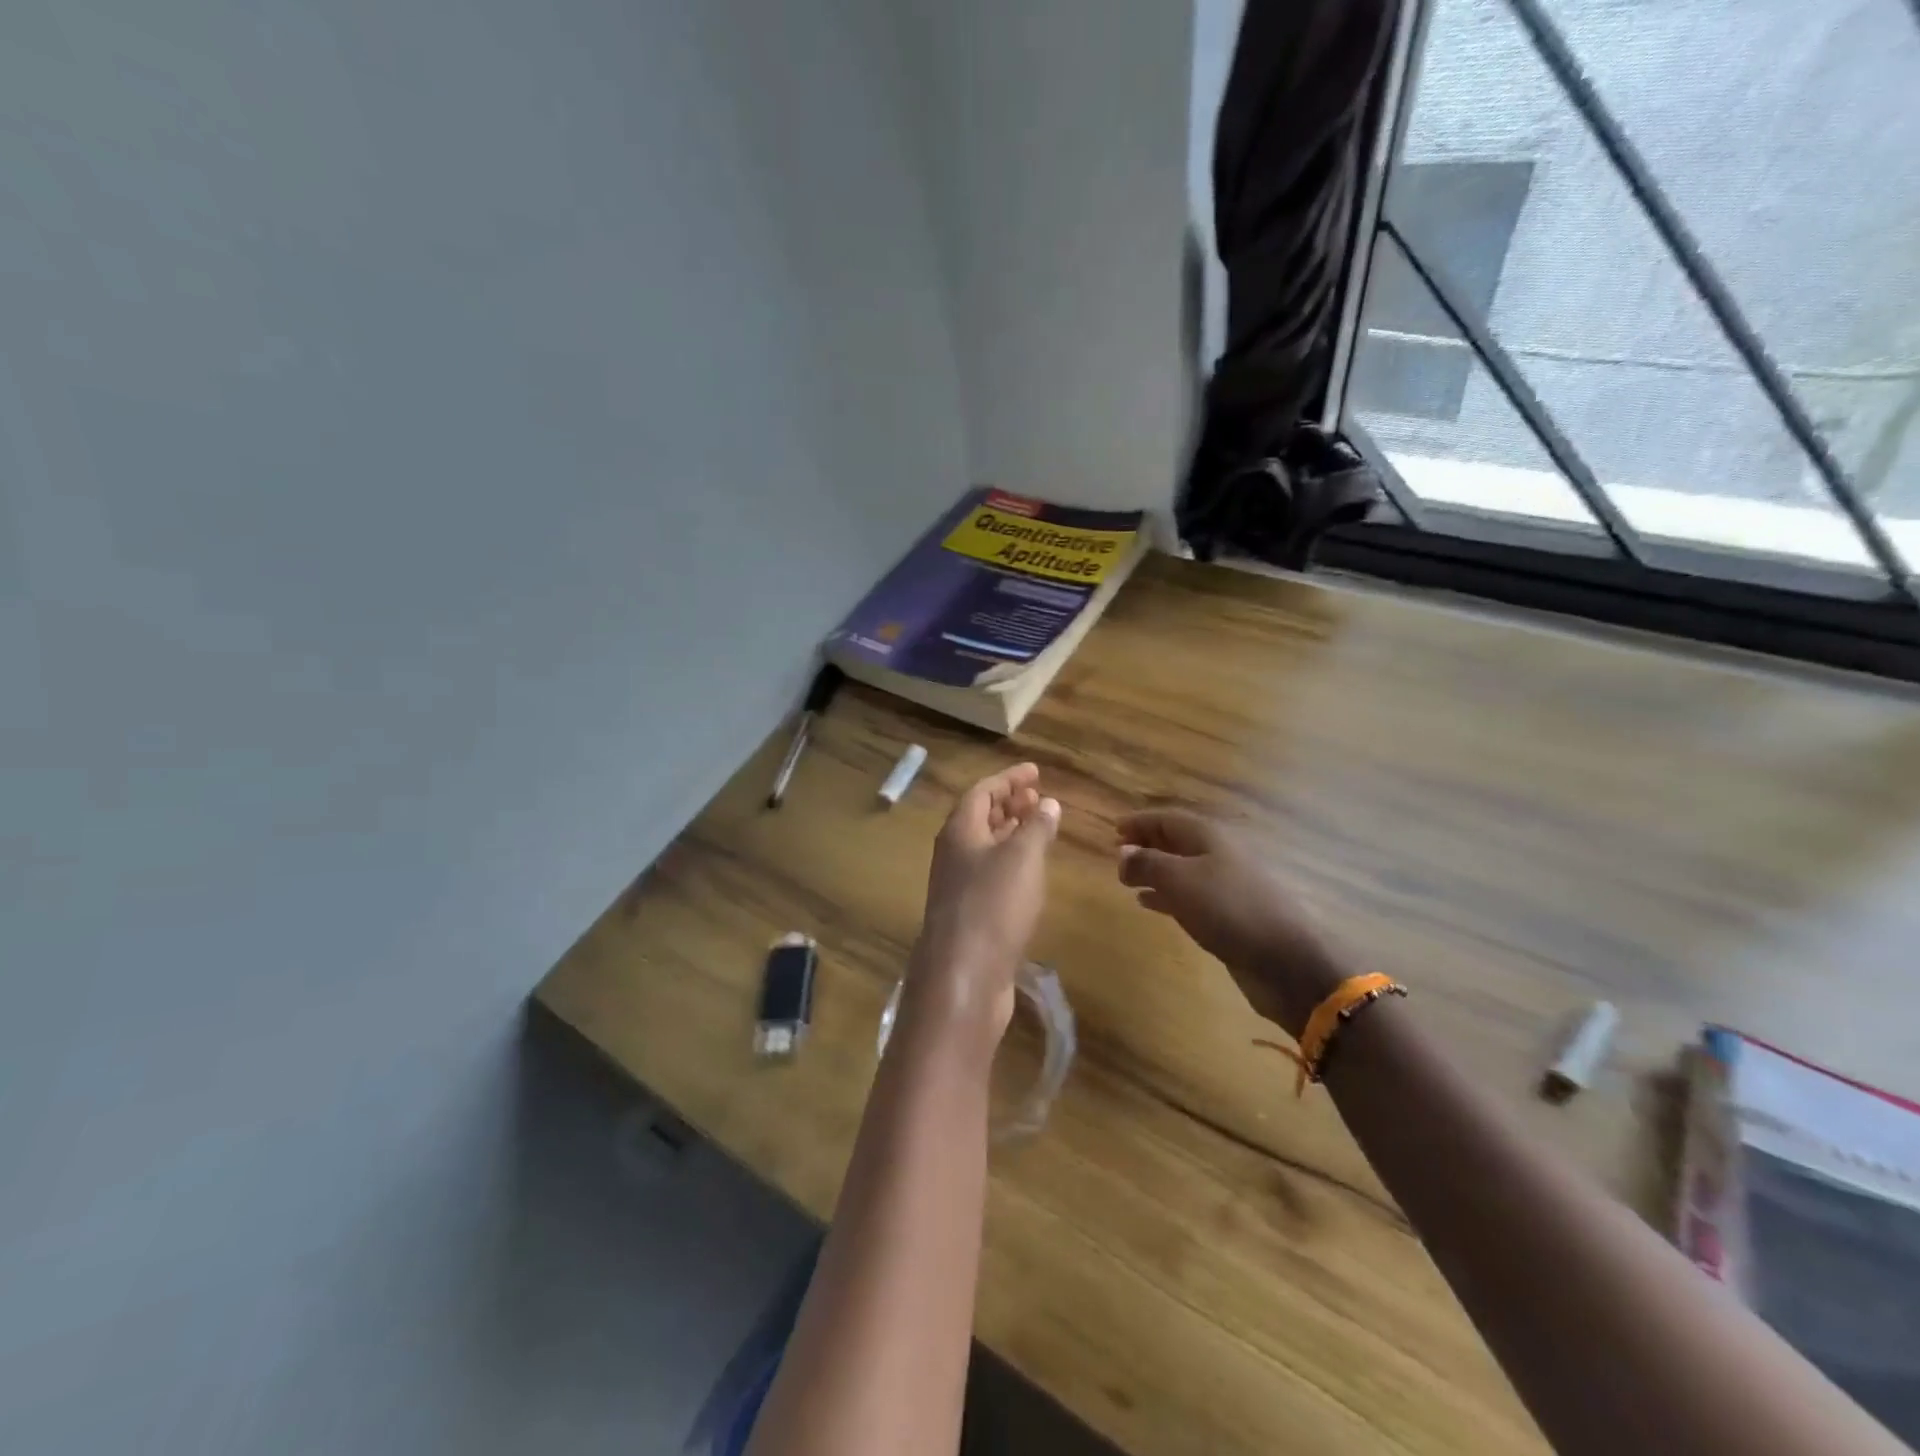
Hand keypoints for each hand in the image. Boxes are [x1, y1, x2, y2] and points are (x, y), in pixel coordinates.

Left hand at [910, 763, 1060, 1047]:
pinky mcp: (969, 913)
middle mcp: (954, 853)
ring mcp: (958, 885)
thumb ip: (1037, 827)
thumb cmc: (993, 905)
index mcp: (959, 831)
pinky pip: (990, 873)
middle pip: (979, 817)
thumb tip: (1048, 803)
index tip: (1035, 771)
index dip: (1008, 778)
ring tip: (1039, 826)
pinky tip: (1031, 871)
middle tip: (1038, 796)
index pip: (982, 791)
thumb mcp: (1022, 858)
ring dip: (1011, 831)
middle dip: (1009, 803)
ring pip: (985, 846)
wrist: (964, 976)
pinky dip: (1011, 861)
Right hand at [1117, 808, 1341, 1036]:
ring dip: (1154, 870)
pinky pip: (1189, 895)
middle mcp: (1219, 854)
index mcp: (1209, 837)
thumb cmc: (1229, 909)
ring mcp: (1226, 885)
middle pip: (1176, 841)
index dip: (1140, 822)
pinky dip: (1166, 895)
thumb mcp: (1180, 880)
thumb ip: (1147, 863)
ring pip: (1182, 869)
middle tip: (1116, 854)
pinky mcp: (1229, 914)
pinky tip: (1148, 904)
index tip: (1113, 829)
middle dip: (1146, 844)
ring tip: (1126, 880)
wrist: (1285, 960)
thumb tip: (1123, 852)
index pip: (1167, 818)